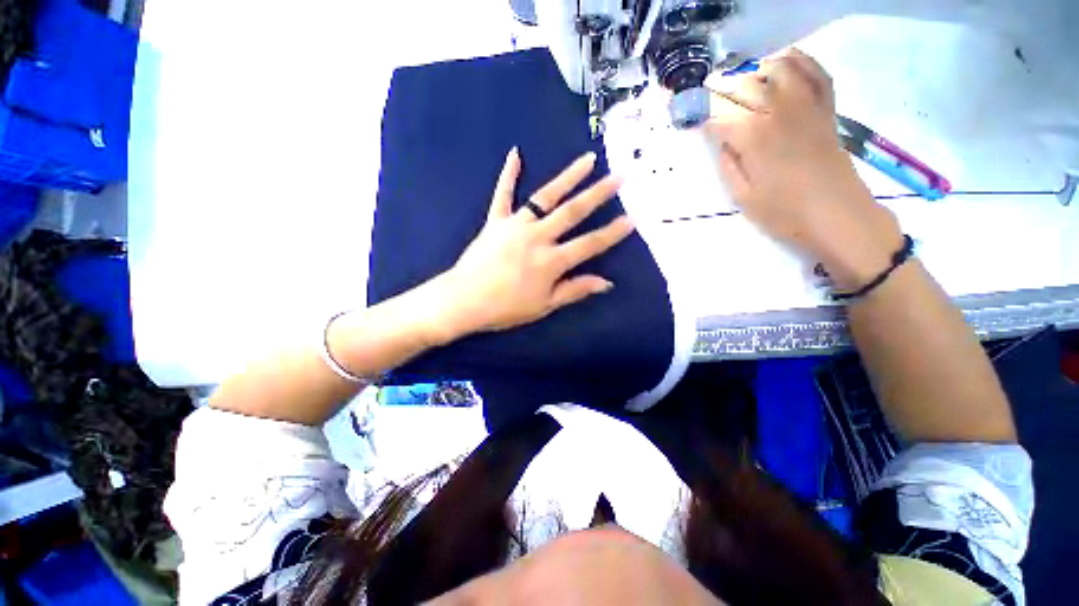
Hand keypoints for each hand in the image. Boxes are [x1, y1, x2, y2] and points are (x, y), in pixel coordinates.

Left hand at [426, 148, 634, 341]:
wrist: (464, 300)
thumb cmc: (506, 308)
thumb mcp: (544, 306)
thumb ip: (575, 290)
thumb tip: (606, 282)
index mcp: (551, 261)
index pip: (590, 244)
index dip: (613, 233)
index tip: (632, 219)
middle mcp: (537, 237)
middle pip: (573, 212)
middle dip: (599, 194)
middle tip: (618, 176)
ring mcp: (515, 225)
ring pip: (546, 196)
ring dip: (568, 176)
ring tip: (588, 159)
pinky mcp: (495, 221)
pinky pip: (503, 194)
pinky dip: (508, 174)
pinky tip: (515, 153)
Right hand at [702, 48, 902, 289]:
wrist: (838, 215)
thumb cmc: (785, 212)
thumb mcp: (743, 196)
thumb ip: (729, 165)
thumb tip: (723, 143)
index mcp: (753, 136)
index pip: (720, 116)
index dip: (704, 118)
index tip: (697, 124)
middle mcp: (778, 110)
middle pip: (746, 84)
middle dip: (725, 91)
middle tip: (716, 104)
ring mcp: (807, 105)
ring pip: (779, 68)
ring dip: (757, 71)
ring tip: (745, 84)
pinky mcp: (826, 109)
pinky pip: (816, 72)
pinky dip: (799, 61)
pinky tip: (784, 62)